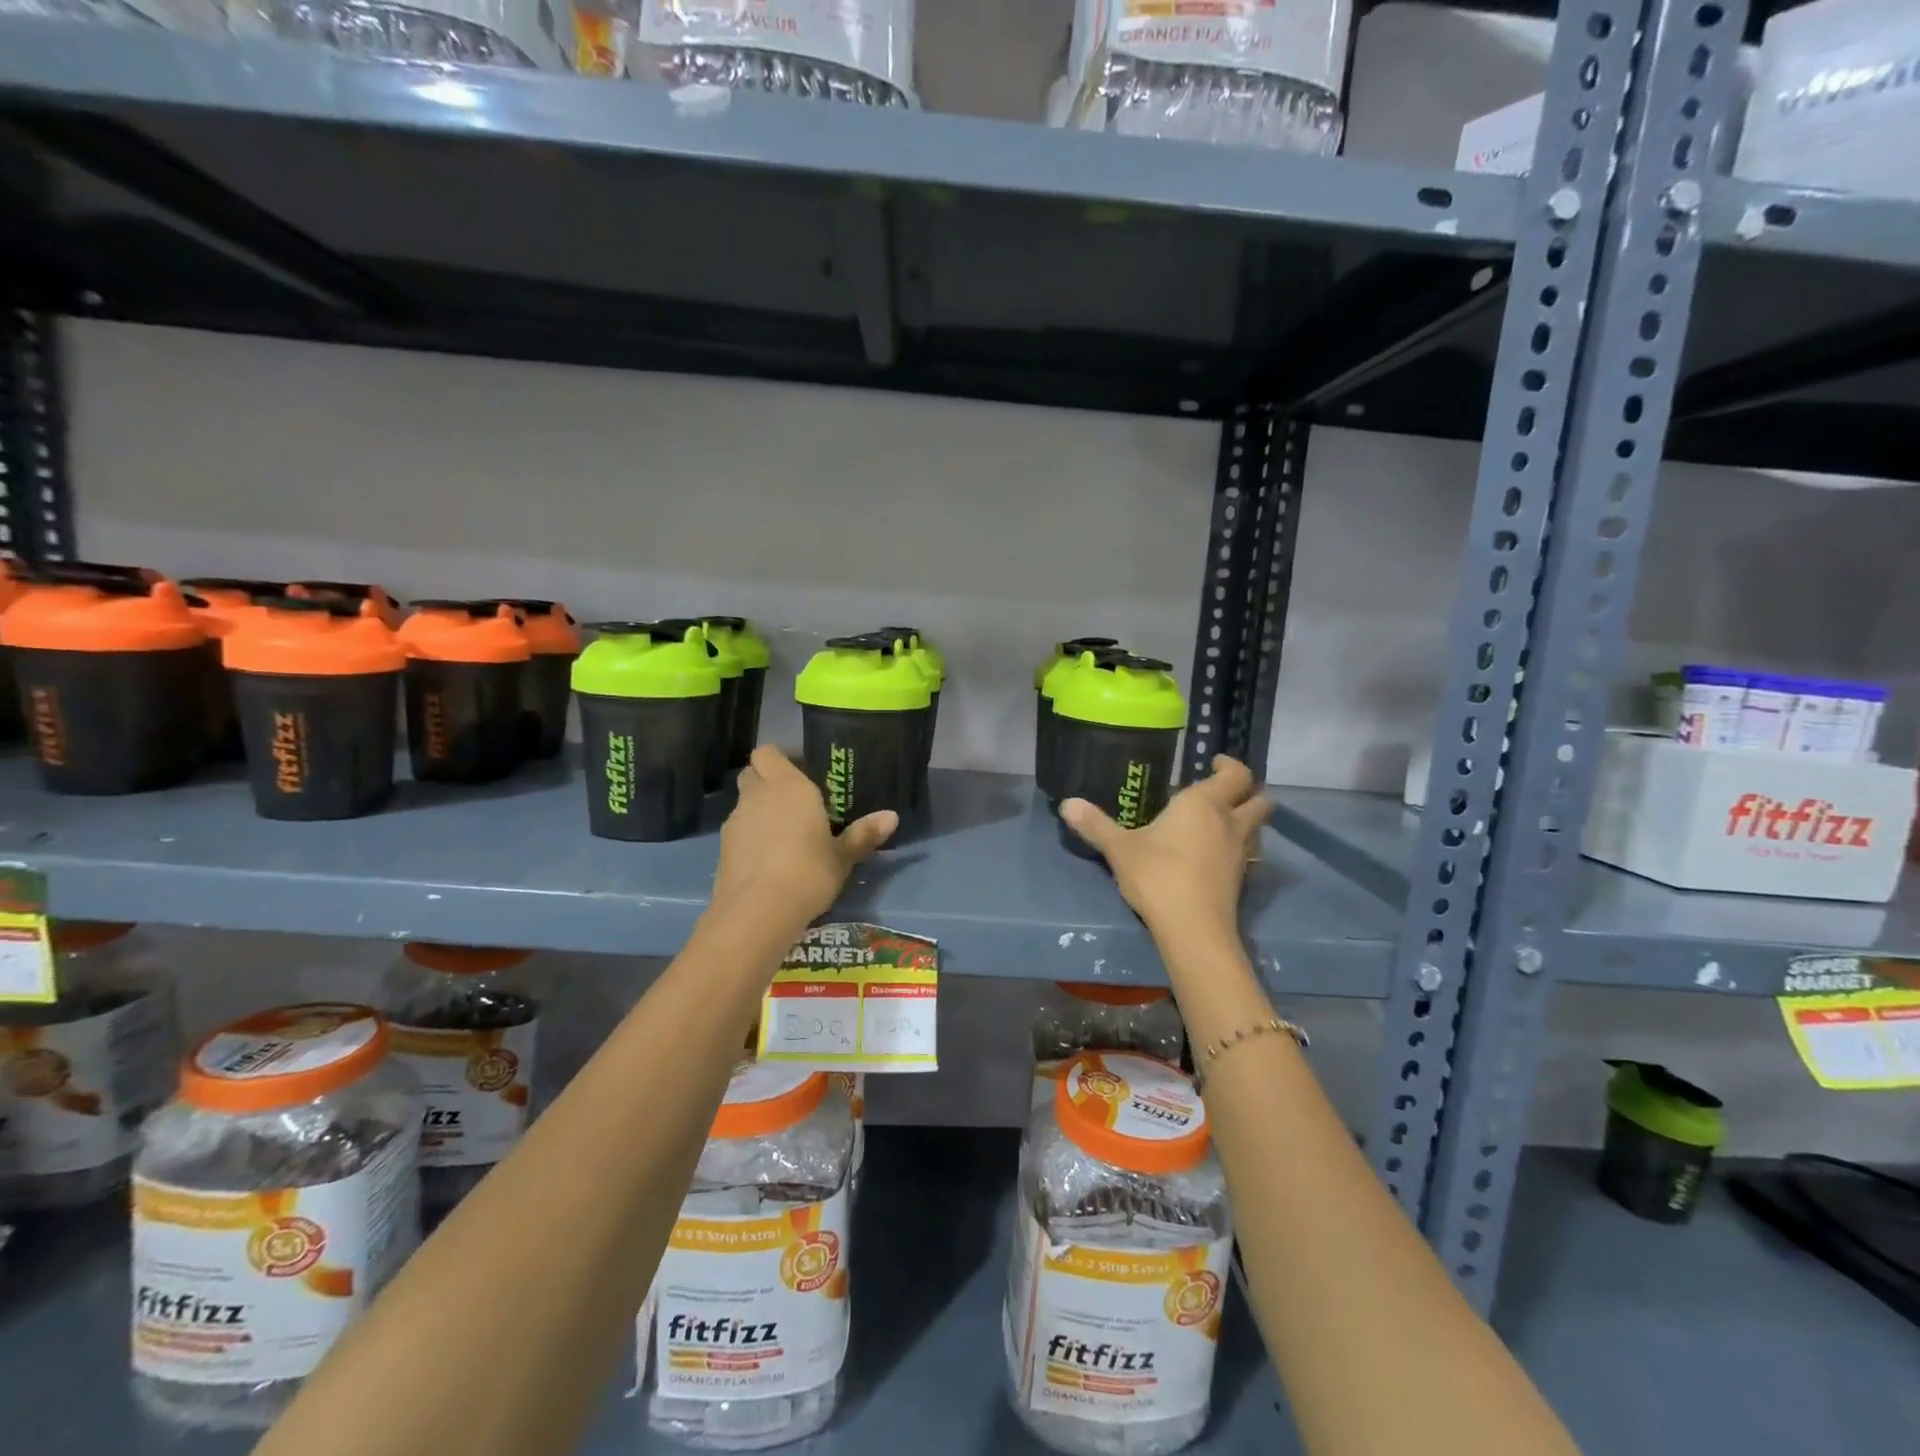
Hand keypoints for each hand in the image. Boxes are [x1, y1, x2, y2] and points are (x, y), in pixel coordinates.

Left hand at [709, 745, 896, 927]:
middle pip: (752, 773)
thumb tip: (892, 816)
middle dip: (766, 781)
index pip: (769, 752)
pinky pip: (738, 831)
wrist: (757, 911)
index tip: (800, 774)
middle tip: (792, 802)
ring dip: (758, 811)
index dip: (780, 760)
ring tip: (782, 835)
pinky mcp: (722, 848)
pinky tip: (767, 860)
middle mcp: (758, 795)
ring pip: (744, 803)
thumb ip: (863, 834)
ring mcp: (736, 821)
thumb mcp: (843, 857)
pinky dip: (749, 837)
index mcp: (789, 786)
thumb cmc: (808, 872)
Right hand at [1061, 756, 1269, 941]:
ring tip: (1218, 821)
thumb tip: (1067, 803)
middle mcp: (1229, 822)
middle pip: (1259, 799)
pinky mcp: (1240, 879)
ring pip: (1257, 827)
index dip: (1229, 765)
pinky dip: (1237, 845)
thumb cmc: (1158, 876)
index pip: (1236, 774)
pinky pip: (1247, 851)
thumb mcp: (1120, 849)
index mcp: (1204, 804)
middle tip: (1222, 790)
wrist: (1192, 929)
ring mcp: (1239, 852)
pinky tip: (1213, 853)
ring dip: (1246, 819)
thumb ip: (1095, 824)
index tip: (1213, 762)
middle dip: (1247, 791)